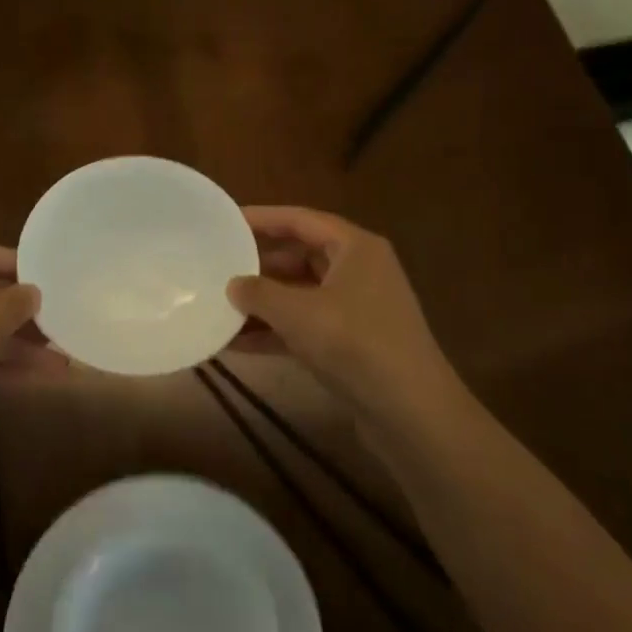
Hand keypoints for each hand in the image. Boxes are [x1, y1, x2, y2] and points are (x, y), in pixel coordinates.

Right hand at [227, 206, 468, 442]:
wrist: (412, 413)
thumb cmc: (356, 344)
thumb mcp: (299, 313)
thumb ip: (259, 294)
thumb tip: (232, 284)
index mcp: (355, 248)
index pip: (301, 220)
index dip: (262, 218)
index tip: (226, 221)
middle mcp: (359, 270)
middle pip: (300, 255)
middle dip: (259, 264)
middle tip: (219, 265)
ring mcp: (357, 308)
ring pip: (301, 293)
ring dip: (264, 302)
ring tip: (220, 305)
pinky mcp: (352, 342)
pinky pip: (306, 325)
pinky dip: (276, 330)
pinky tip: (237, 344)